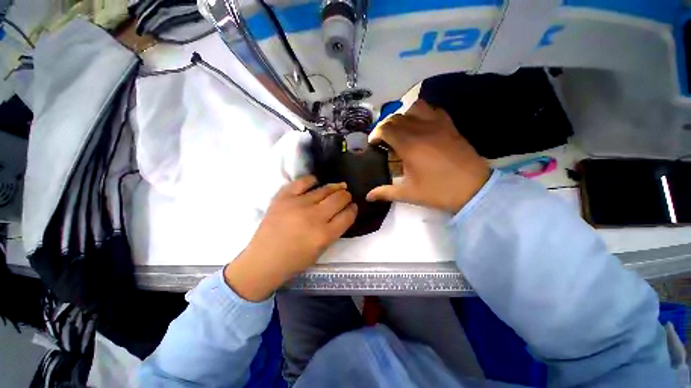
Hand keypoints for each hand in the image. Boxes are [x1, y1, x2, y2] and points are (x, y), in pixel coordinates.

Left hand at [224, 176, 356, 300]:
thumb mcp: (321, 250)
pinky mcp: (284, 197)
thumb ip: (334, 230)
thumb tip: (343, 212)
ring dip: (335, 187)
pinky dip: (312, 180)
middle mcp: (314, 217)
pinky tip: (316, 183)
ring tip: (337, 187)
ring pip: (325, 189)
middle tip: (346, 196)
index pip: (348, 215)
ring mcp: (298, 204)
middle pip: (339, 199)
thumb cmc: (295, 260)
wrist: (264, 260)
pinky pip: (303, 182)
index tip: (353, 206)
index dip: (353, 209)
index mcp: (325, 234)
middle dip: (346, 196)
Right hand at [366, 99, 489, 212]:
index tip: (373, 144)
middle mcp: (421, 129)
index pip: (385, 129)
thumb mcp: (408, 194)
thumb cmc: (438, 191)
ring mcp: (437, 124)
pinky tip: (422, 126)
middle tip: (385, 141)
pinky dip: (423, 113)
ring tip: (403, 130)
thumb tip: (368, 196)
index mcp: (408, 145)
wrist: (474, 189)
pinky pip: (434, 110)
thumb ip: (385, 193)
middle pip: (396, 118)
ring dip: (404, 116)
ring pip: (415, 108)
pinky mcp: (450, 125)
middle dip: (386, 127)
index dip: (375, 134)